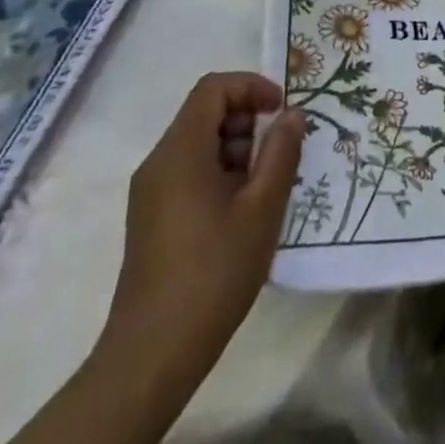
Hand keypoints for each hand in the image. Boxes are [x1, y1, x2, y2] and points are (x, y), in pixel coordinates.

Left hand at [98, 73, 305, 372]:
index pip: (213, 88)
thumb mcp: (262, 209)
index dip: (251, 87)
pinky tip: (243, 211)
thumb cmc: (212, 272)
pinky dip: (221, 173)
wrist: (152, 356)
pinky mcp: (151, 218)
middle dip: (248, 121)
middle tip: (279, 153)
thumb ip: (281, 153)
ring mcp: (151, 192)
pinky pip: (189, 172)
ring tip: (266, 186)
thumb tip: (293, 114)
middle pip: (205, 113)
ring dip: (237, 149)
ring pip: (199, 144)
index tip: (282, 112)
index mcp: (180, 151)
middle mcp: (159, 162)